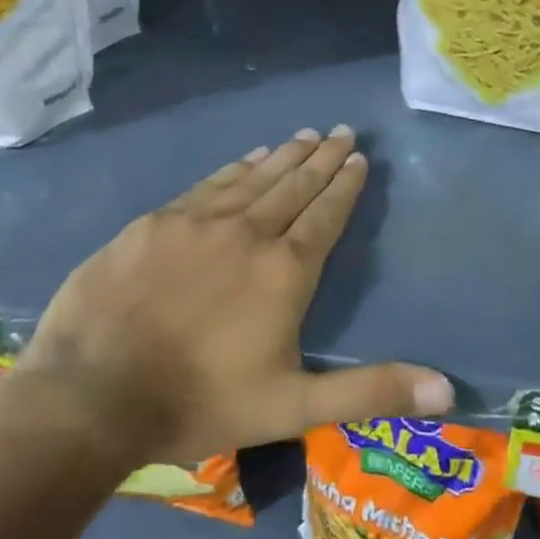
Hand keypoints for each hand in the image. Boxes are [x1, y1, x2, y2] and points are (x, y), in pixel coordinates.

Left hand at [17, 127, 453, 464]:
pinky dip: (235, 168)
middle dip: (321, 158)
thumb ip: (369, 392)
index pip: (326, 215)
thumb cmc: (199, 402)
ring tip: (304, 134)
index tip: (359, 157)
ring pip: (254, 177)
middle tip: (340, 131)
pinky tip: (247, 158)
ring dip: (283, 155)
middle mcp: (248, 232)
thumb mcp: (293, 407)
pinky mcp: (156, 222)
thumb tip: (448, 390)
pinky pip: (209, 184)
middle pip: (294, 185)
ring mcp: (198, 221)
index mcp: (284, 271)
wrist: (92, 394)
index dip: (345, 185)